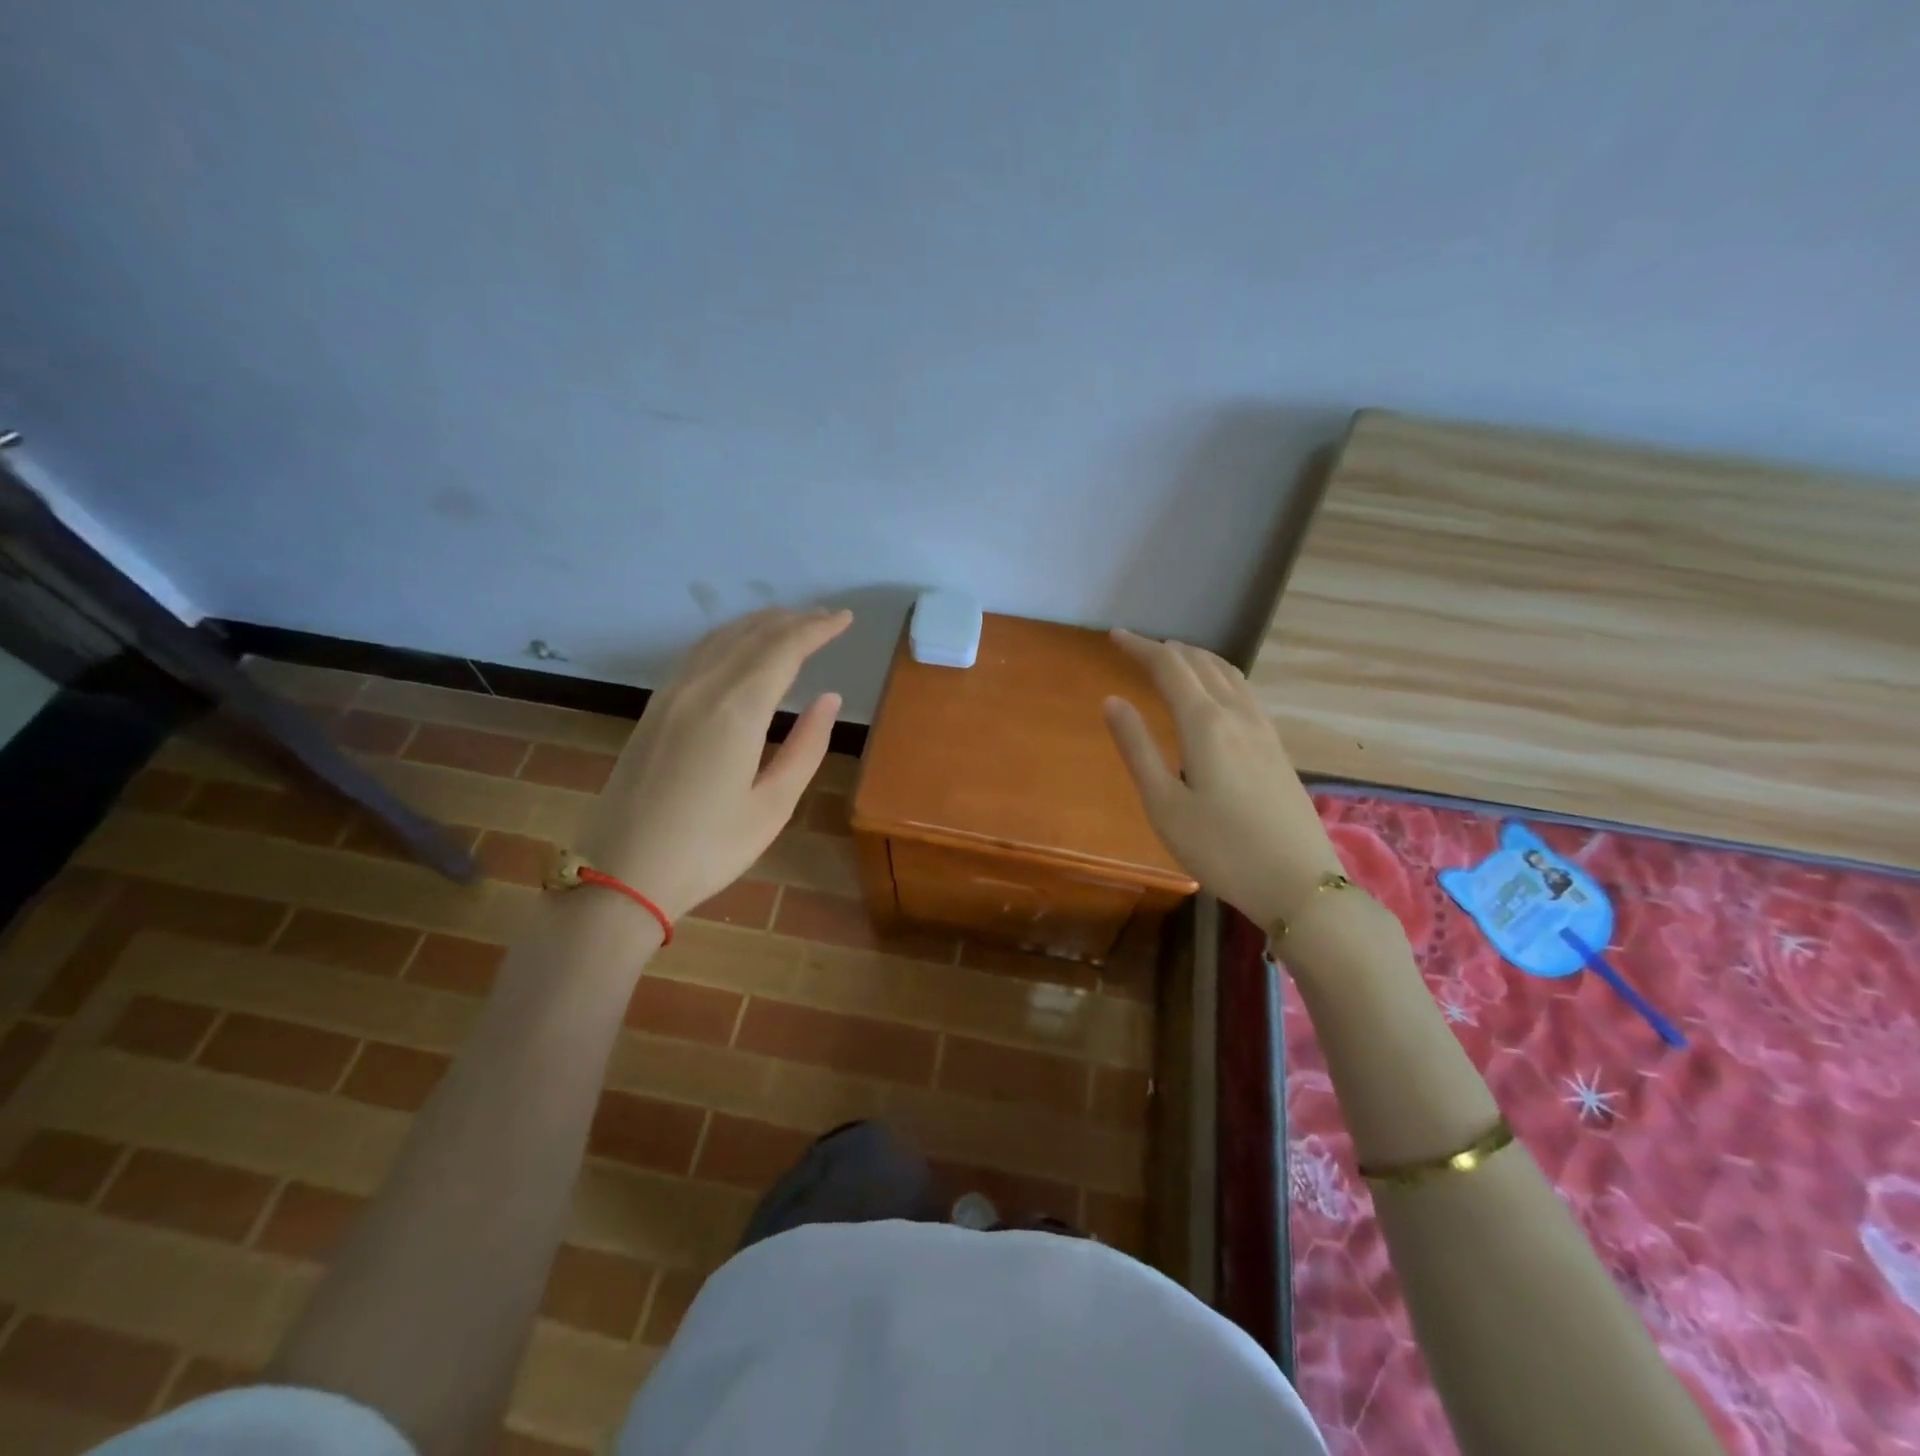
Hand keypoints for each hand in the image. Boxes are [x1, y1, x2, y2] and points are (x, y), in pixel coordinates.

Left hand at [574, 607, 851, 919]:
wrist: (623, 874)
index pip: (783, 650)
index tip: (844, 618)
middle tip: (826, 617)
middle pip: (752, 636)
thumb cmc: (709, 848)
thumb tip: (830, 698)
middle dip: (793, 621)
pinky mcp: (653, 710)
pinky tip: (738, 647)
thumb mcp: (773, 805)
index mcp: (736, 711)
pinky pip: (696, 654)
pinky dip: (727, 638)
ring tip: (789, 623)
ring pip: (719, 639)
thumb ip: (807, 746)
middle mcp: (701, 689)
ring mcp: (670, 696)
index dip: (817, 629)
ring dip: (759, 624)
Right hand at [1102, 628, 1344, 932]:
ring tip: (1173, 659)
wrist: (1298, 883)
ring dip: (1197, 658)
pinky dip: (1219, 675)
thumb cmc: (1220, 849)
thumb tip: (1112, 700)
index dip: (1140, 648)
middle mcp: (1237, 714)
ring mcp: (1263, 729)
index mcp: (1206, 724)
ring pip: (1228, 673)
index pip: (1169, 667)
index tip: (1115, 636)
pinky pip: (1244, 691)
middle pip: (1201, 663)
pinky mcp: (1276, 747)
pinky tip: (1215, 693)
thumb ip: (1137, 748)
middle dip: (1166, 649)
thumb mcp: (1164, 804)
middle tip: (1135, 648)